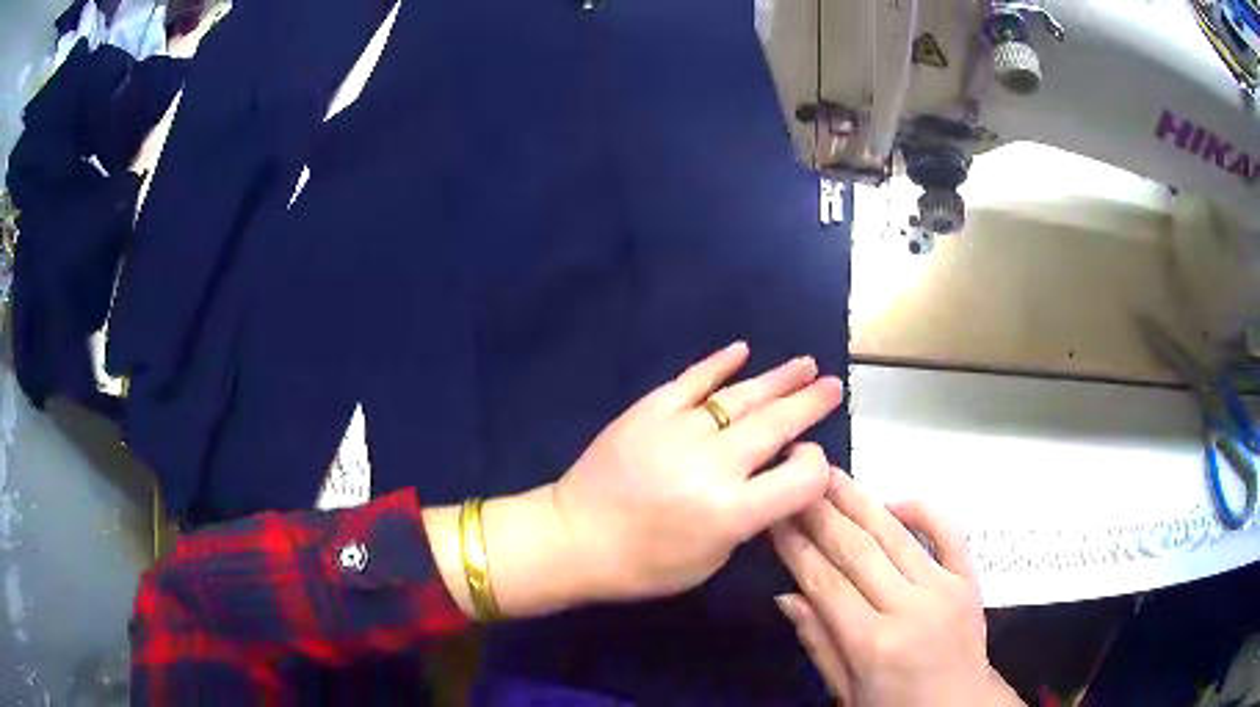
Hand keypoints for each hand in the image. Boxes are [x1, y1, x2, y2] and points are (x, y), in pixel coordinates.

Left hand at [553, 341, 844, 602]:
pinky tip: (742, 350)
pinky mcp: (648, 411)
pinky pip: (691, 381)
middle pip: (777, 424)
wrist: (574, 538)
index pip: (801, 476)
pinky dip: (718, 364)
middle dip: (810, 403)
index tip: (811, 460)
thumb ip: (750, 519)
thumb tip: (774, 479)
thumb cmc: (645, 565)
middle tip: (833, 386)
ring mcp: (678, 430)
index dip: (816, 466)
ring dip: (778, 379)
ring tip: (806, 365)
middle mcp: (712, 464)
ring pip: (740, 397)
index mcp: (731, 510)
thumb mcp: (712, 560)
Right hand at [771, 473, 1021, 706]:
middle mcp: (909, 608)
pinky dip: (923, 510)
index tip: (775, 518)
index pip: (826, 583)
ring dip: (861, 502)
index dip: (797, 548)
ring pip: (896, 535)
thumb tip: (786, 595)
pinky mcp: (969, 579)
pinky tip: (893, 501)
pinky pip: (949, 532)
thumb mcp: (845, 690)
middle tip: (797, 481)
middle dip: (822, 514)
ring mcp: (944, 588)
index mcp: (873, 644)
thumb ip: (818, 642)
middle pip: (858, 551)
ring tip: (833, 476)